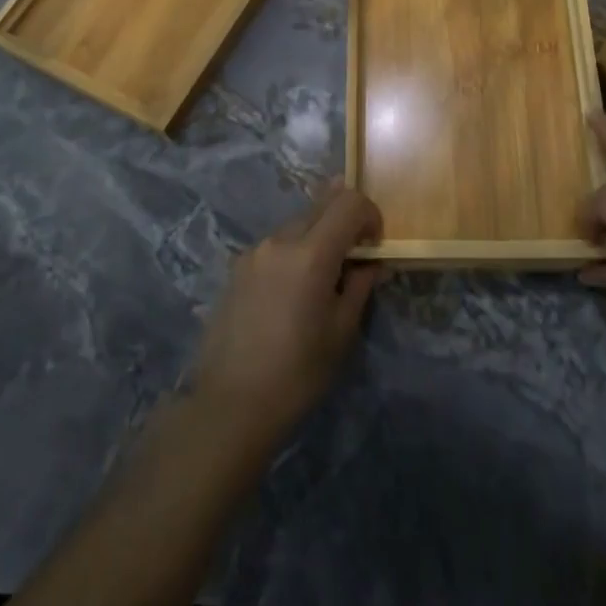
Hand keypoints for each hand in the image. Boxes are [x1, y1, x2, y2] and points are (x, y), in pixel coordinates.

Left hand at [191, 187, 387, 449]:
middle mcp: (280, 240)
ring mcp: (254, 251)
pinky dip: (294, 253)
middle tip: (354, 259)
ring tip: (321, 282)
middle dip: (344, 222)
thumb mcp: (342, 331)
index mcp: (310, 252)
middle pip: (321, 206)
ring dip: (318, 238)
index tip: (374, 245)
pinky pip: (275, 245)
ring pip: (297, 224)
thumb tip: (372, 263)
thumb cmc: (298, 372)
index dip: (369, 215)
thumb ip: (361, 285)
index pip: (348, 202)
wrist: (231, 403)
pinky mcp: (237, 267)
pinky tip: (292, 293)